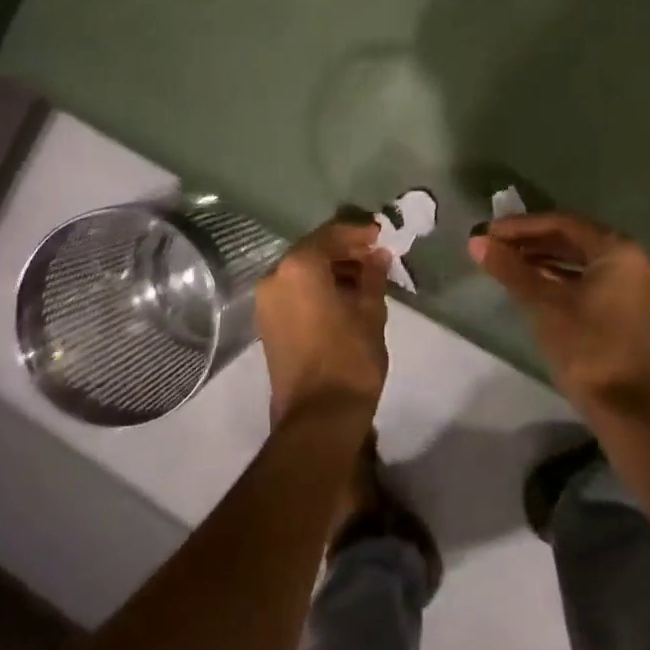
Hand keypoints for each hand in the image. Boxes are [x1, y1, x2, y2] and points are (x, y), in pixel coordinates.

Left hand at [255, 218, 390, 429]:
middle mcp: (275, 276)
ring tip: (366, 277)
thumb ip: (373, 276)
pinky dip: (318, 287)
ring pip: (303, 271)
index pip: (331, 234)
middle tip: (376, 255)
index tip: (381, 234)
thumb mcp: (371, 312)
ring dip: (332, 270)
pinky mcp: (268, 322)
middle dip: (345, 251)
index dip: (358, 233)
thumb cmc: (350, 358)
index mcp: (299, 266)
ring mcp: (267, 301)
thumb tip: (377, 255)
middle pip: (313, 250)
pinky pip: (295, 291)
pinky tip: (345, 296)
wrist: (318, 417)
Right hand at [469, 212, 649, 415]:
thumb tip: (477, 242)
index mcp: (620, 250)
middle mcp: (636, 259)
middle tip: (497, 245)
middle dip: (533, 241)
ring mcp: (639, 285)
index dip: (523, 226)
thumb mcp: (543, 304)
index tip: (490, 232)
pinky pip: (595, 279)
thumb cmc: (586, 349)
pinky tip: (536, 283)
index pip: (564, 223)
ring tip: (509, 262)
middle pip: (576, 239)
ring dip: (547, 259)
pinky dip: (565, 277)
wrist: (628, 412)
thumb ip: (511, 268)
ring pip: (585, 260)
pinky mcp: (635, 309)